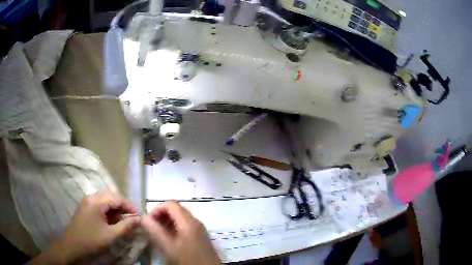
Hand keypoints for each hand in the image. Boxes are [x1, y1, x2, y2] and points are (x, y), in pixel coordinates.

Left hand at [30, 191, 140, 263]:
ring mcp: (86, 203)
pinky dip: (107, 212)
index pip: (117, 198)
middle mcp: (90, 198)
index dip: (130, 206)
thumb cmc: (92, 241)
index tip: (139, 217)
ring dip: (115, 209)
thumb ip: (126, 226)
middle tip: (131, 218)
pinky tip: (111, 222)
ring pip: (104, 201)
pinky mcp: (84, 209)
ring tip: (122, 221)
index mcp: (96, 202)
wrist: (72, 247)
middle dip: (122, 207)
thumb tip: (139, 219)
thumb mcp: (111, 235)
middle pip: (110, 197)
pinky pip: (98, 206)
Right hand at [142, 201, 219, 264]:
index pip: (171, 204)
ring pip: (181, 218)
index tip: (148, 220)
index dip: (157, 209)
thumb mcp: (168, 248)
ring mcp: (200, 229)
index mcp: (189, 222)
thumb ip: (155, 231)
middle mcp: (196, 222)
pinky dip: (175, 227)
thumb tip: (144, 218)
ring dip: (168, 222)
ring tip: (158, 233)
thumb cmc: (188, 260)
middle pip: (177, 210)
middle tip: (152, 226)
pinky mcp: (201, 237)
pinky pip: (186, 226)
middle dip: (162, 215)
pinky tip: (169, 239)